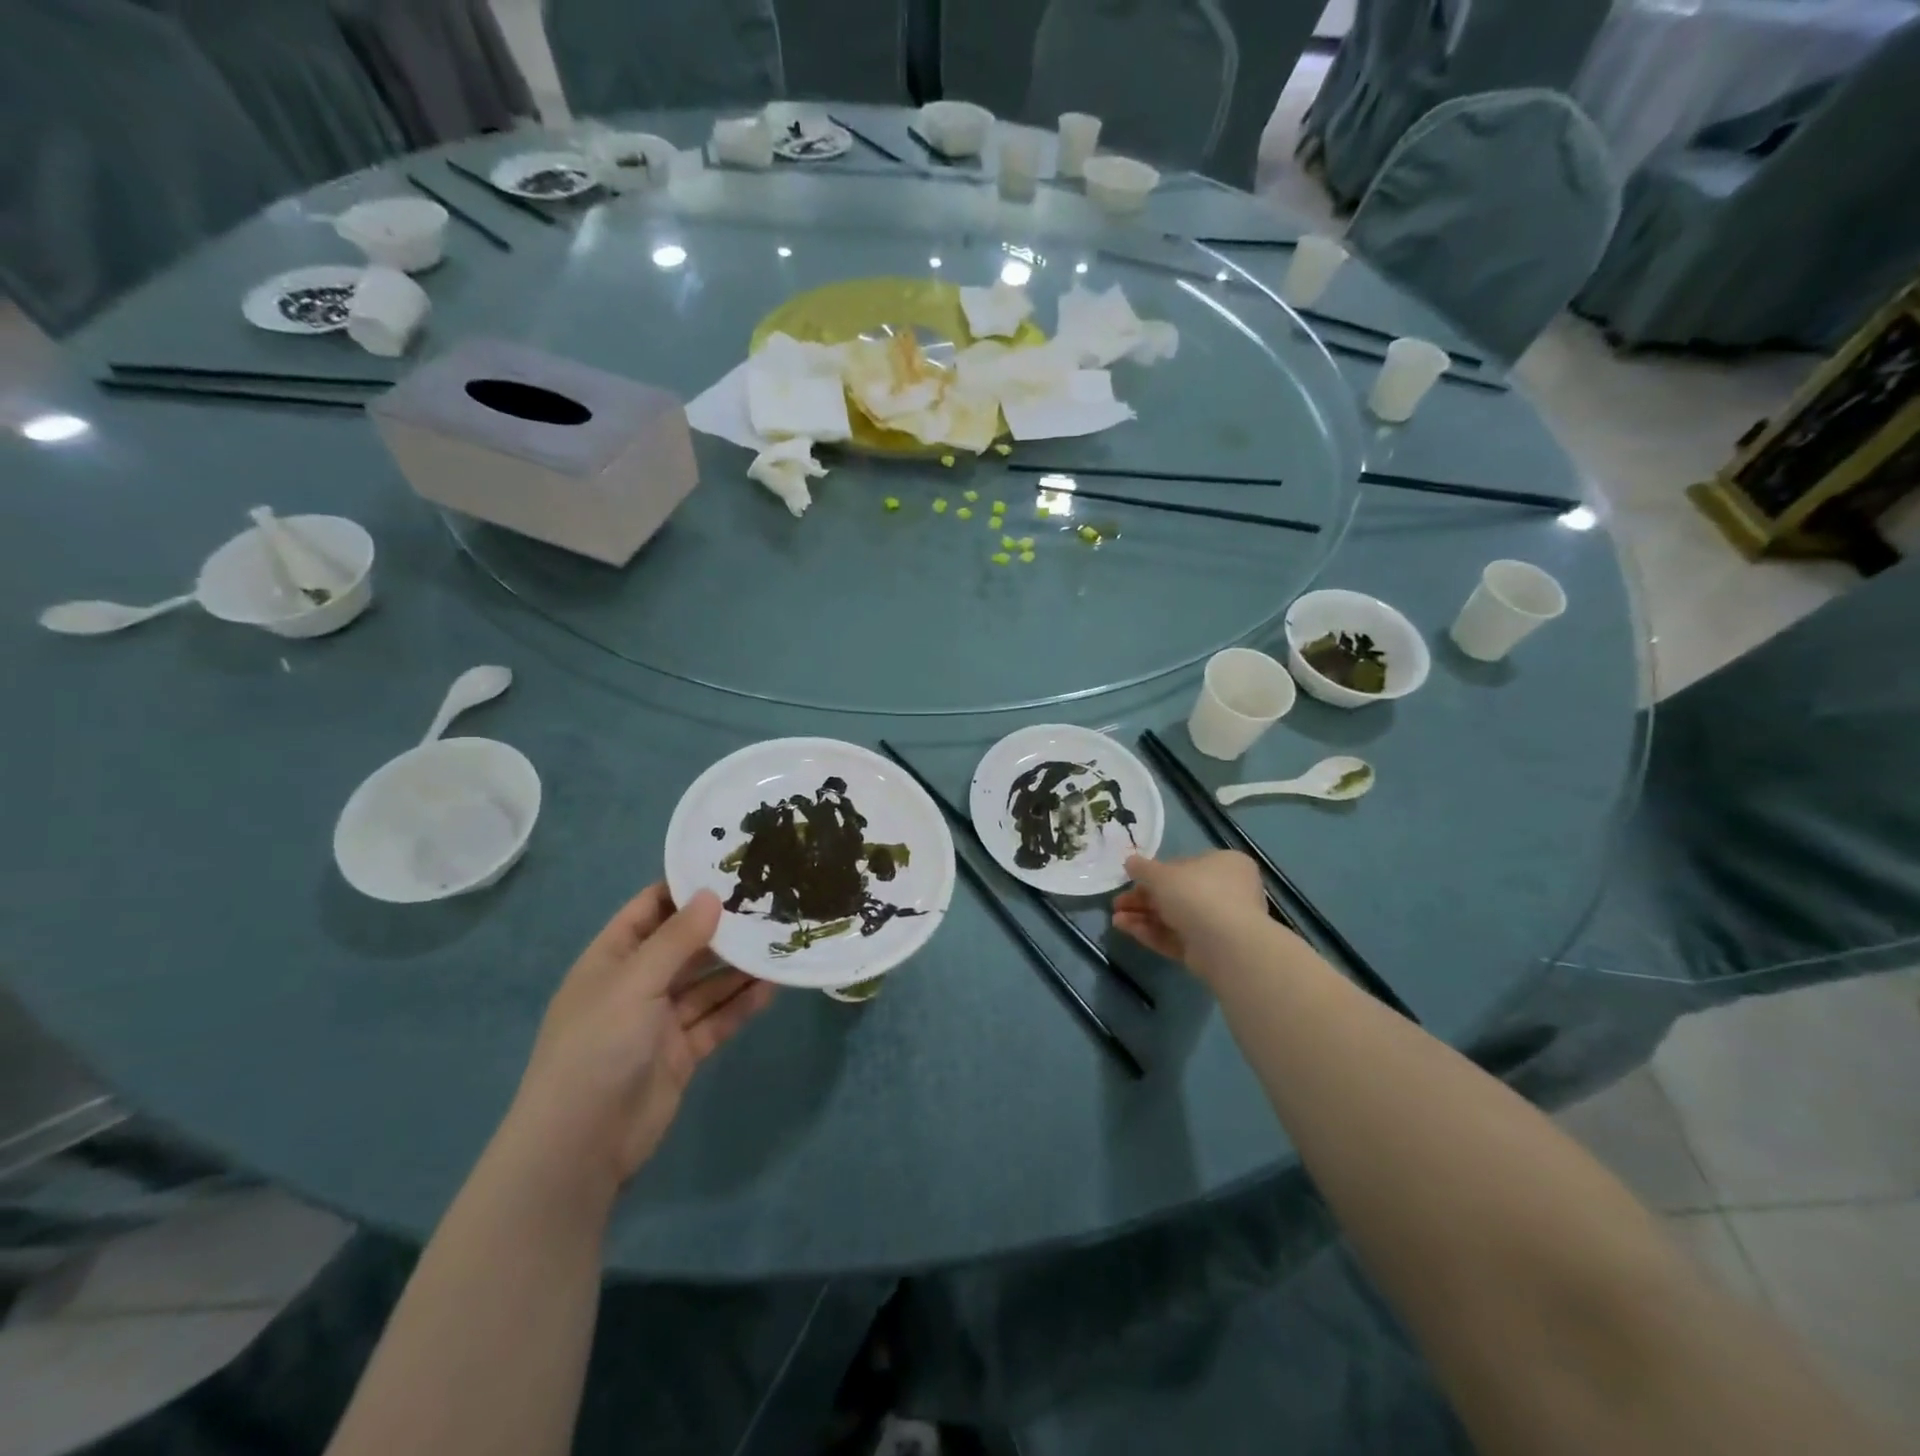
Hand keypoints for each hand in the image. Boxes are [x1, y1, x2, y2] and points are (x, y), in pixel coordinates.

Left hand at [507, 885, 774, 1191]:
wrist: (580, 1146)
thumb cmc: (597, 1048)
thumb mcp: (634, 983)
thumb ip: (676, 939)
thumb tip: (711, 894)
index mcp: (611, 960)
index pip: (649, 910)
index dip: (684, 889)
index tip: (730, 869)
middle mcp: (636, 985)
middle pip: (685, 946)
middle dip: (722, 928)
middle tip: (770, 903)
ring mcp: (660, 1021)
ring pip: (707, 983)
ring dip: (739, 967)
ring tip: (781, 941)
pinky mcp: (682, 1052)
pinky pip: (717, 1019)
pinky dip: (742, 1004)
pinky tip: (774, 987)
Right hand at [1114, 851, 1275, 976]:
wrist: (1225, 944)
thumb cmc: (1196, 893)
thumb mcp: (1161, 874)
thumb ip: (1142, 868)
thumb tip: (1130, 862)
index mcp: (1225, 864)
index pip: (1185, 865)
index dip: (1155, 873)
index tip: (1132, 880)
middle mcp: (1228, 892)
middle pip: (1177, 894)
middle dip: (1143, 899)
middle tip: (1118, 904)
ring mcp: (1220, 924)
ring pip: (1174, 918)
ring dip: (1143, 917)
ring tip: (1115, 920)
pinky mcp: (1210, 950)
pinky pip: (1178, 938)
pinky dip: (1153, 933)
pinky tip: (1127, 930)